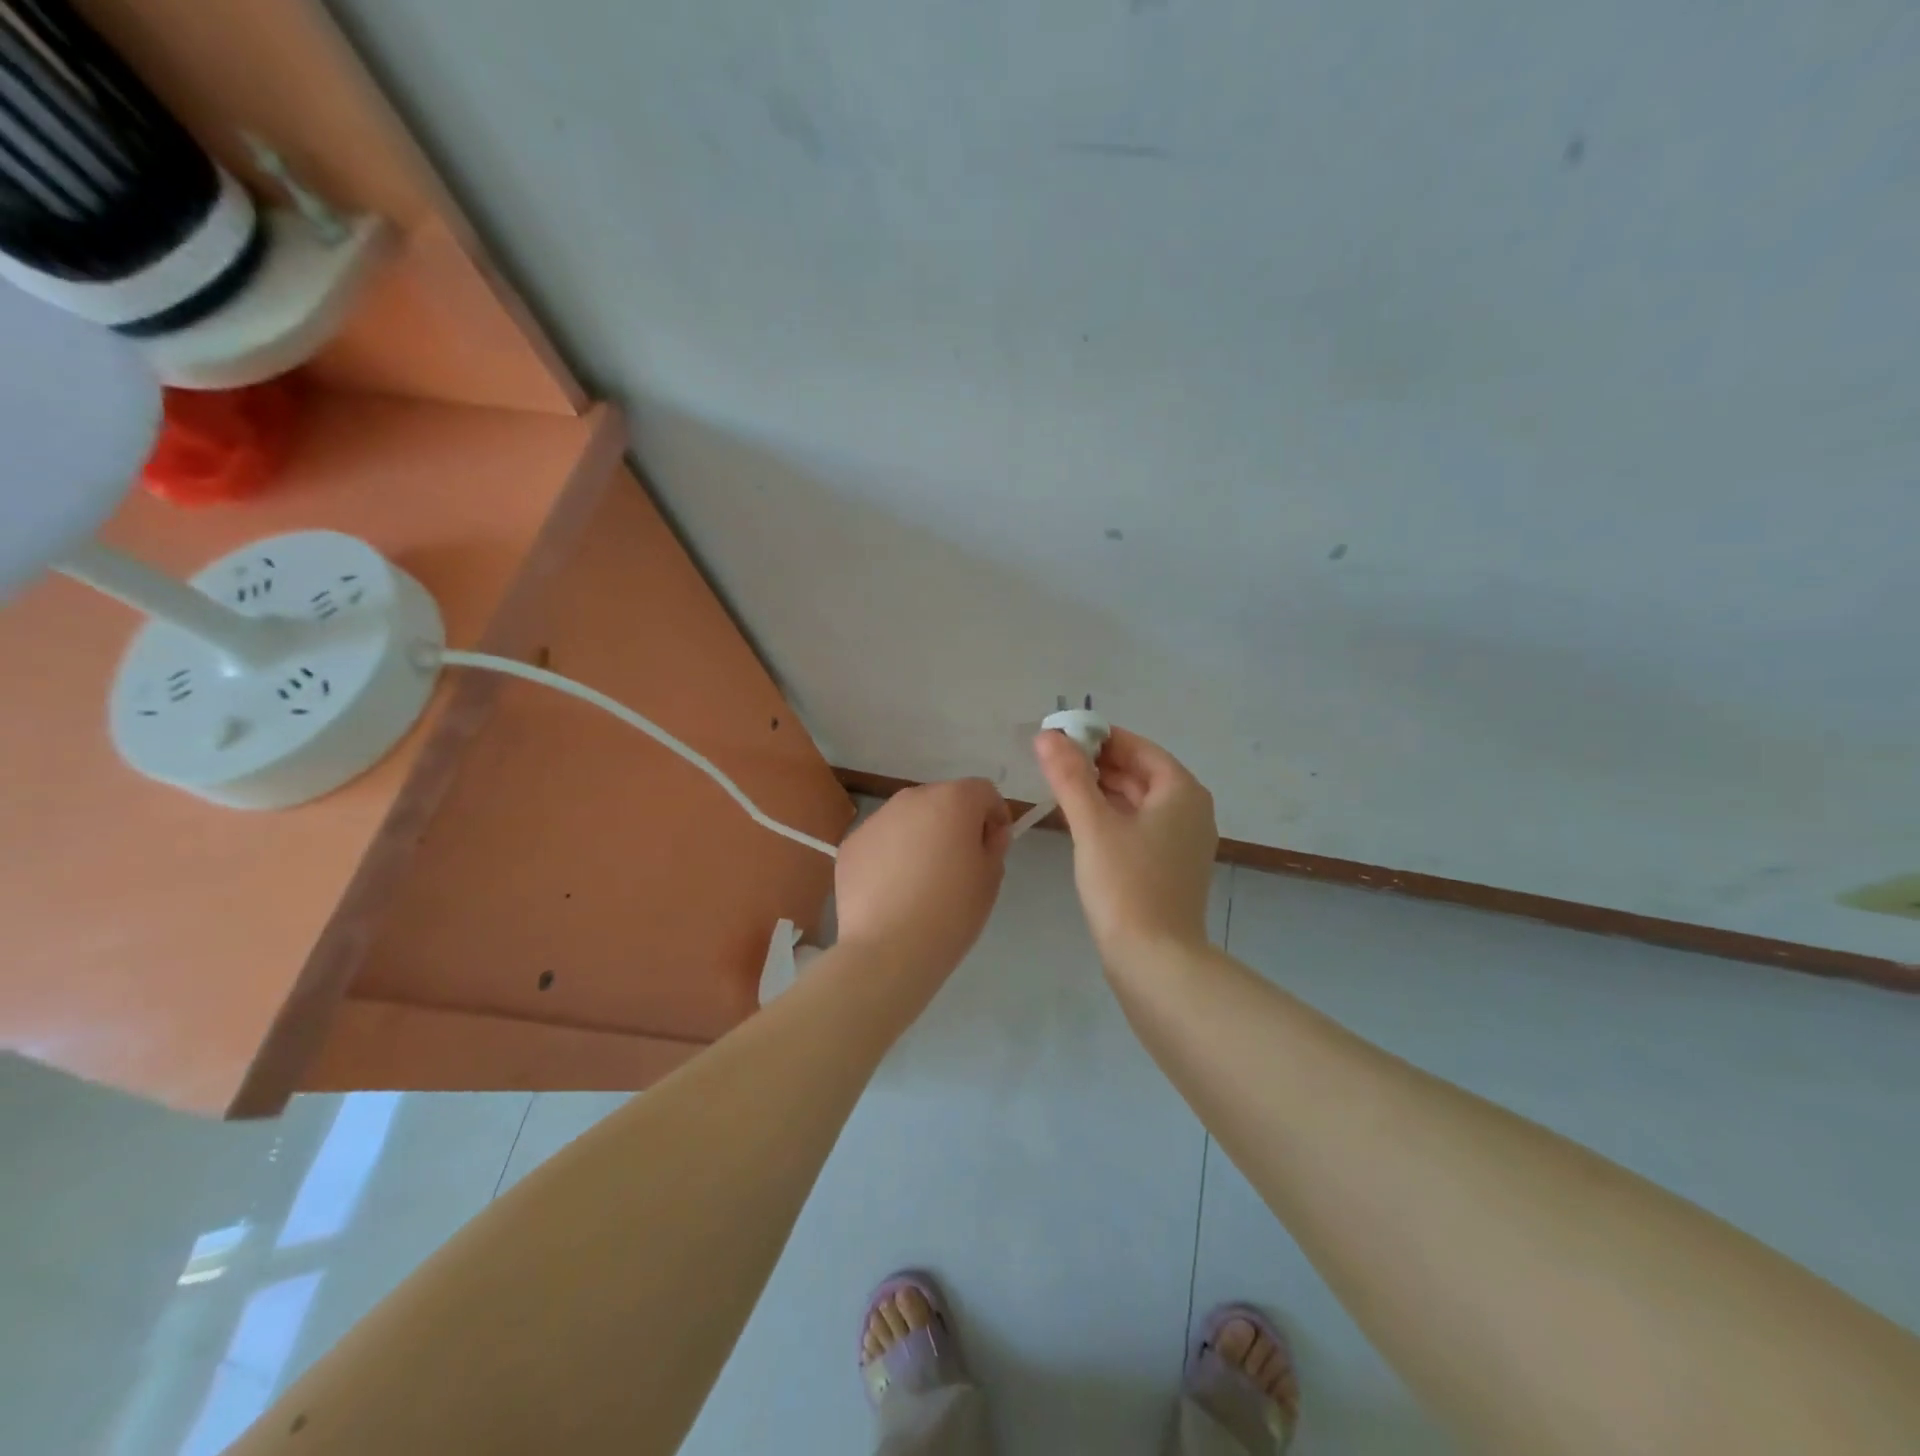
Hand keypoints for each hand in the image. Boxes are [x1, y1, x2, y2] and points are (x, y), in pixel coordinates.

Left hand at [835, 778, 1011, 974]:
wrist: (888, 948)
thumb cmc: (951, 911)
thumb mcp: (990, 878)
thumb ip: (994, 845)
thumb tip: (988, 833)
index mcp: (953, 800)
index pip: (983, 791)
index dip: (994, 815)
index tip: (993, 846)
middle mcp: (911, 798)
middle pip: (942, 799)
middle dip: (955, 822)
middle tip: (958, 864)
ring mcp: (875, 819)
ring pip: (908, 819)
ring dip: (920, 836)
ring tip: (921, 880)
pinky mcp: (851, 844)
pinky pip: (881, 841)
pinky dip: (890, 855)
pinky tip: (892, 891)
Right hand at [1034, 726, 1216, 962]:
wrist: (1156, 961)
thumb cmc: (1126, 885)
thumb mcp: (1092, 825)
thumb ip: (1069, 777)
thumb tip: (1047, 735)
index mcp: (1181, 791)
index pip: (1138, 747)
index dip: (1098, 737)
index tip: (1060, 736)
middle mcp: (1190, 810)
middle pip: (1140, 772)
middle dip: (1097, 763)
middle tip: (1053, 761)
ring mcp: (1183, 841)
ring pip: (1139, 801)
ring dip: (1103, 789)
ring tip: (1060, 785)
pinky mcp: (1171, 867)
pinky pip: (1140, 826)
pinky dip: (1113, 816)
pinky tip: (1082, 821)